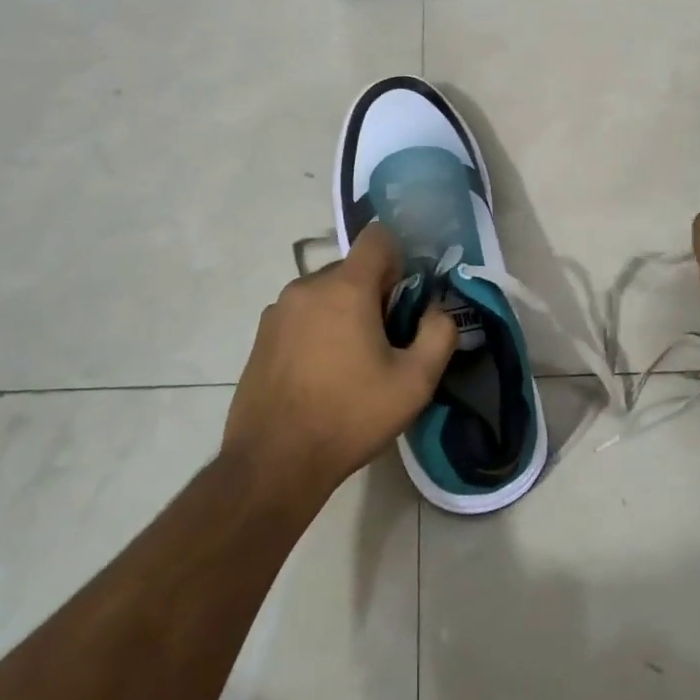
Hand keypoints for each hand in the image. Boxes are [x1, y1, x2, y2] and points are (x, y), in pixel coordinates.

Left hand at [224, 222, 456, 506]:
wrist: (273, 462)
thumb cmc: (350, 416)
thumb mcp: (415, 383)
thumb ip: (439, 334)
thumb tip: (436, 310)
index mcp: (345, 287)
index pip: (377, 237)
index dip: (399, 260)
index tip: (403, 300)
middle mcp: (307, 286)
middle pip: (352, 269)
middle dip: (373, 294)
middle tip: (384, 343)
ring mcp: (278, 310)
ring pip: (325, 293)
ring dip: (344, 313)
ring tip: (350, 364)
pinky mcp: (261, 335)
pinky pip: (301, 315)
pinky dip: (317, 330)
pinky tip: (320, 376)